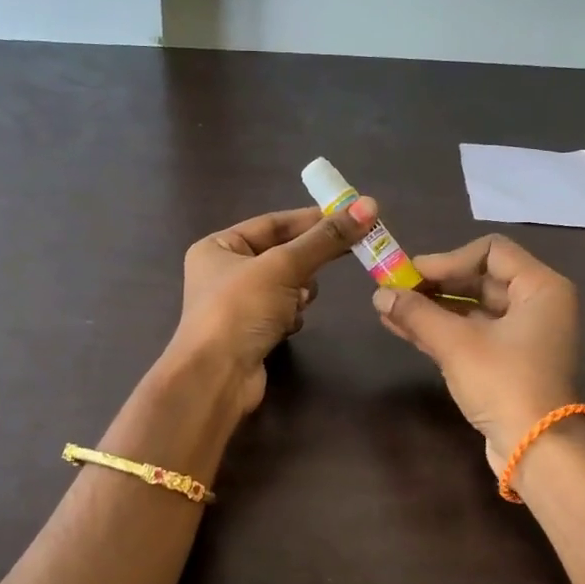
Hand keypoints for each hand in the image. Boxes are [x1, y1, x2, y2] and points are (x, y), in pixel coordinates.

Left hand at [169, 198, 375, 415]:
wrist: (216, 378)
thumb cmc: (240, 310)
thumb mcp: (283, 266)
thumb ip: (325, 239)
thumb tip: (368, 205)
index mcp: (219, 247)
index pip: (273, 223)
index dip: (311, 219)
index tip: (351, 217)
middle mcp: (224, 272)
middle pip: (281, 254)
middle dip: (308, 259)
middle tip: (351, 251)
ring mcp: (237, 305)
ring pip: (286, 284)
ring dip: (299, 291)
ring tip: (299, 300)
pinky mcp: (251, 333)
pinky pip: (282, 311)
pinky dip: (291, 316)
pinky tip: (288, 326)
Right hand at [372, 235, 579, 473]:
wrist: (535, 450)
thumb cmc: (504, 384)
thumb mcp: (456, 344)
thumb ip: (417, 313)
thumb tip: (379, 294)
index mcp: (540, 288)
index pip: (491, 251)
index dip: (448, 259)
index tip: (412, 275)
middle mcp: (537, 304)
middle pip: (479, 279)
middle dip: (434, 285)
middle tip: (394, 289)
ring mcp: (523, 334)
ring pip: (472, 308)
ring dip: (431, 308)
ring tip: (388, 308)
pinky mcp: (508, 360)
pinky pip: (472, 332)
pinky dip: (441, 329)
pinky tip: (401, 327)